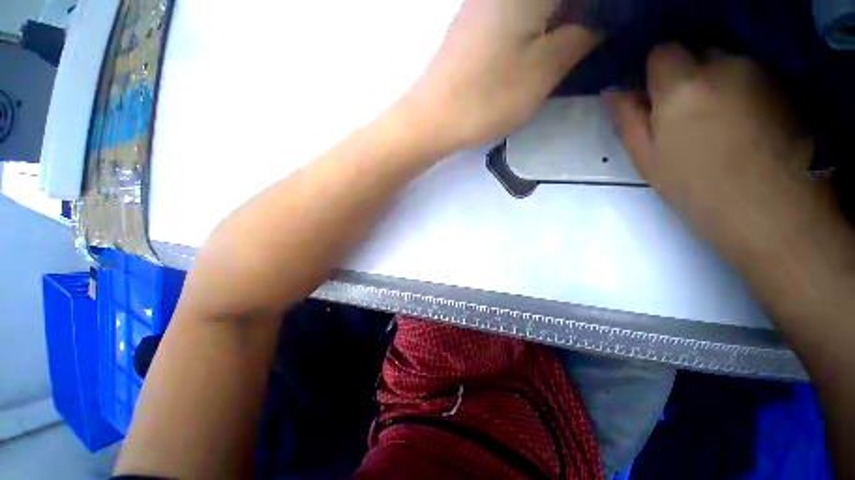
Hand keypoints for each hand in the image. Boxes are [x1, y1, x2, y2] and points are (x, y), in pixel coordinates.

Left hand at [409, 0, 601, 151]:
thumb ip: (582, 36)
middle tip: (600, 34)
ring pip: (538, 5)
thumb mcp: (543, 69)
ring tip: (583, 36)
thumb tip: (604, 21)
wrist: (433, 119)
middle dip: (585, 11)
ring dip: (564, 16)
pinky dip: (541, 21)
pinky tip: (549, 38)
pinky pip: (519, 11)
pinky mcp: (476, 22)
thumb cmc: (486, 98)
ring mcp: (485, 1)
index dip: (602, 7)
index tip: (613, 25)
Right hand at [607, 44, 821, 265]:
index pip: (662, 51)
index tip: (654, 100)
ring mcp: (762, 72)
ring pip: (729, 64)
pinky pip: (754, 76)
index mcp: (683, 87)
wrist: (775, 213)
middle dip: (688, 77)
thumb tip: (613, 92)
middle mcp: (725, 65)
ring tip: (719, 125)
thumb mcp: (648, 160)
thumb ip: (628, 120)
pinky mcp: (788, 86)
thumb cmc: (699, 190)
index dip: (655, 74)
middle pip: (698, 53)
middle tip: (685, 117)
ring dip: (718, 84)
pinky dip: (744, 92)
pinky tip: (747, 126)